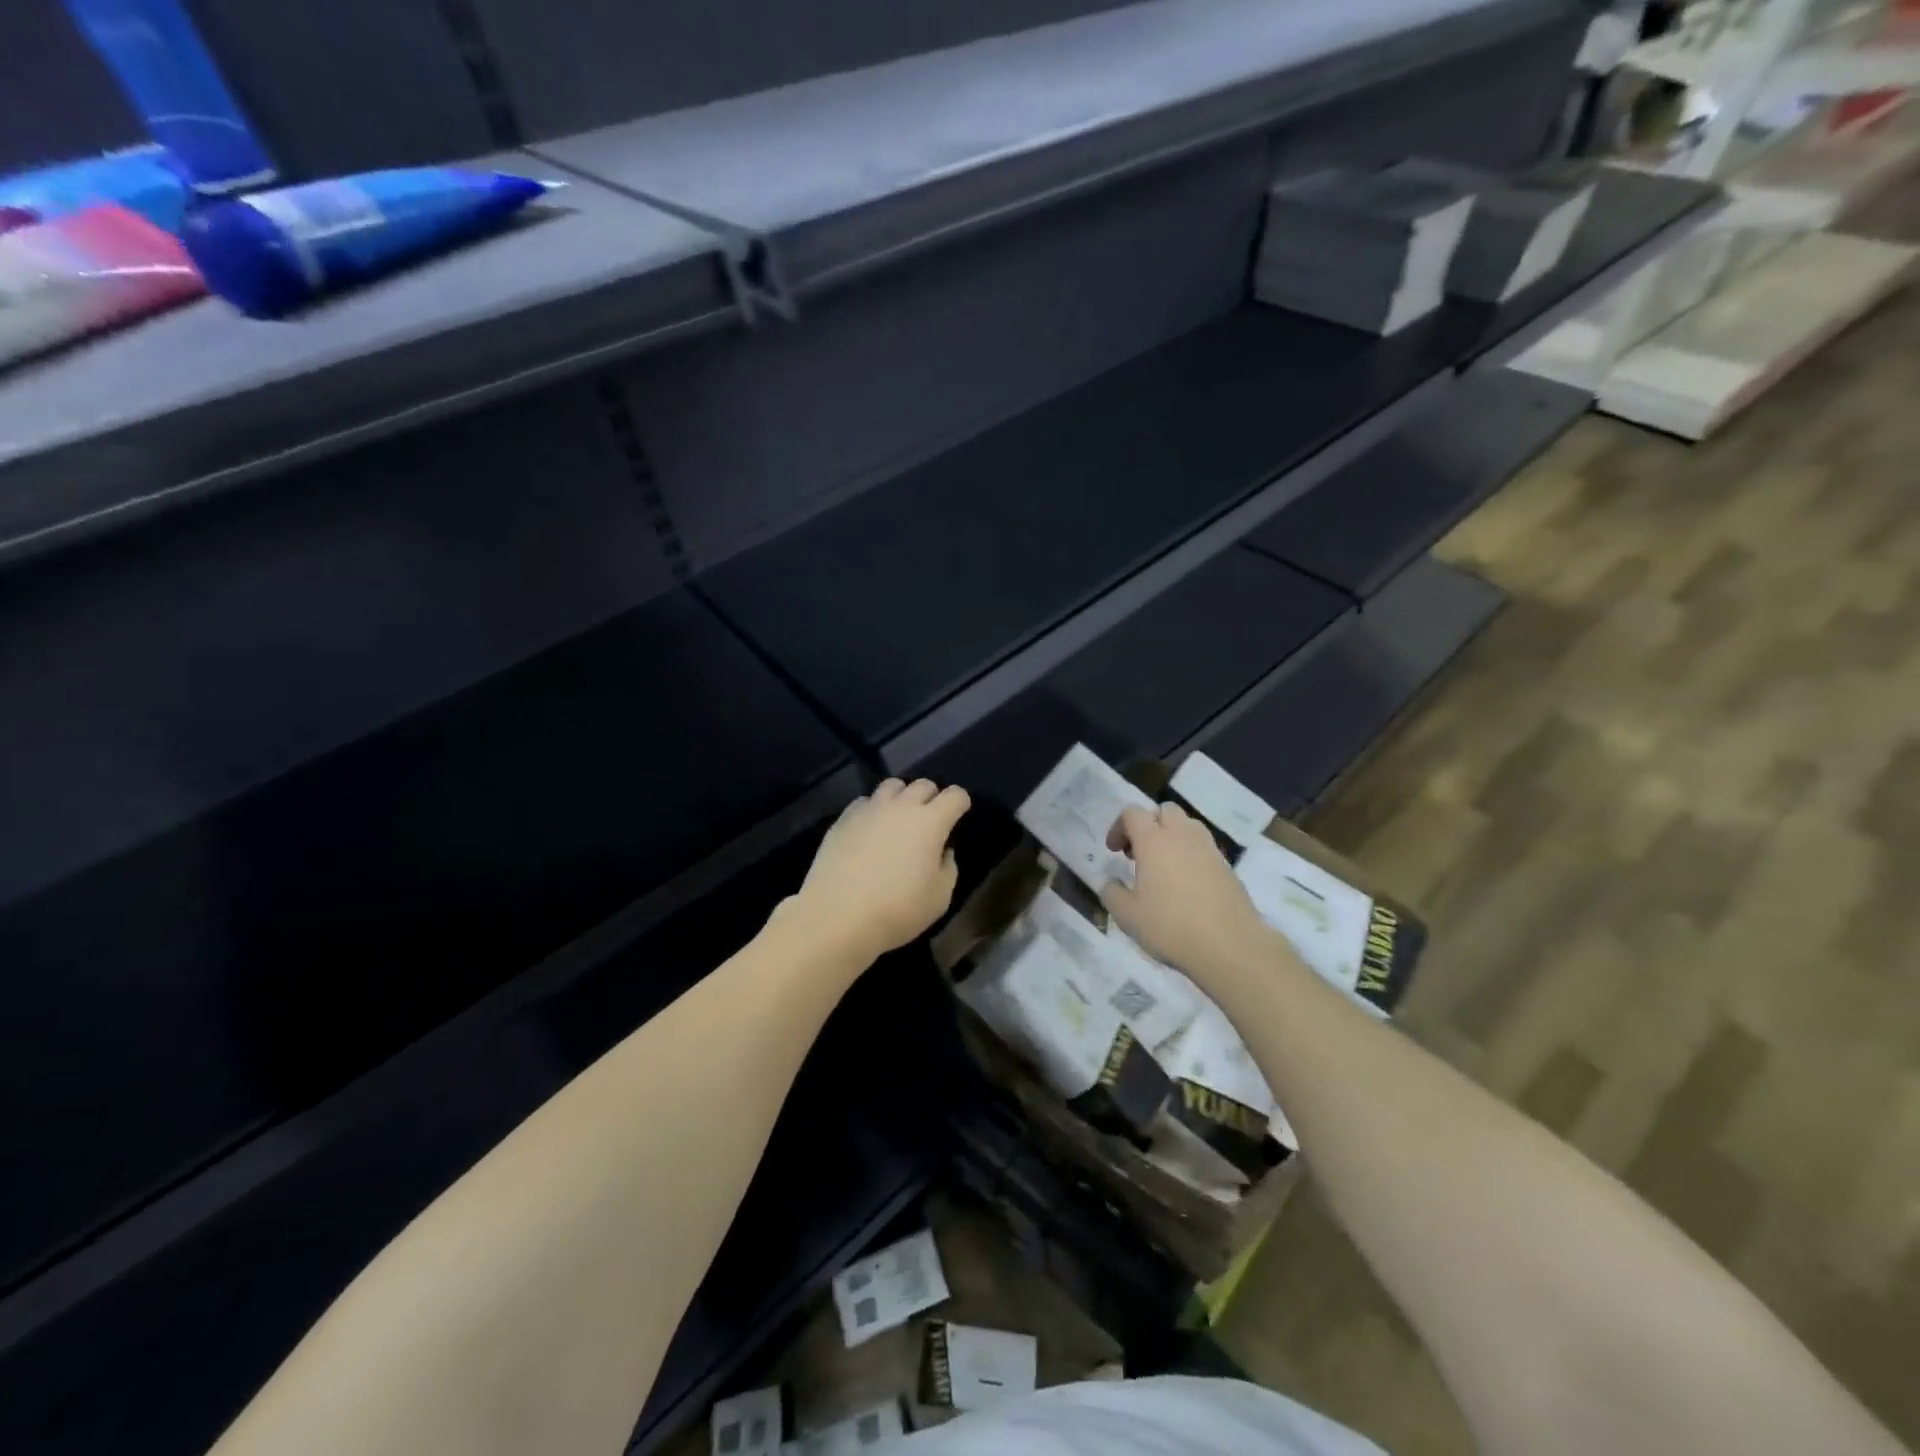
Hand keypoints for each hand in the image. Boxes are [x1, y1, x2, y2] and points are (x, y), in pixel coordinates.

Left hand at [786, 778, 970, 961]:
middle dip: (932, 797)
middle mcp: (900, 807)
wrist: (837, 917)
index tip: (959, 816)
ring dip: (901, 797)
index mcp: (930, 822)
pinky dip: (873, 810)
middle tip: (930, 820)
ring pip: (891, 786)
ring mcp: (869, 810)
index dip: (960, 803)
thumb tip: (942, 851)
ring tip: (898, 819)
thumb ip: (947, 867)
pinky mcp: (843, 820)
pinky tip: (869, 831)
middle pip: (923, 784)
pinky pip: (864, 802)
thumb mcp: (940, 897)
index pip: (955, 795)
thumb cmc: (898, 910)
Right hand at [1100, 802, 1276, 978]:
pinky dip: (1192, 855)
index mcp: (1154, 841)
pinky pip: (1205, 847)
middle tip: (1140, 853)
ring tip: (1165, 867)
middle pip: (1165, 810)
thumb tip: (1111, 882)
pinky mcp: (1228, 867)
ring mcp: (1209, 849)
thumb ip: (1112, 893)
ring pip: (1188, 825)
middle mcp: (1182, 836)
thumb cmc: (1170, 927)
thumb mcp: (1127, 915)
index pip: (1133, 813)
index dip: (1119, 827)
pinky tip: (1187, 885)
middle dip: (1149, 825)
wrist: (1230, 947)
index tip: (1114, 851)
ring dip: (1173, 836)